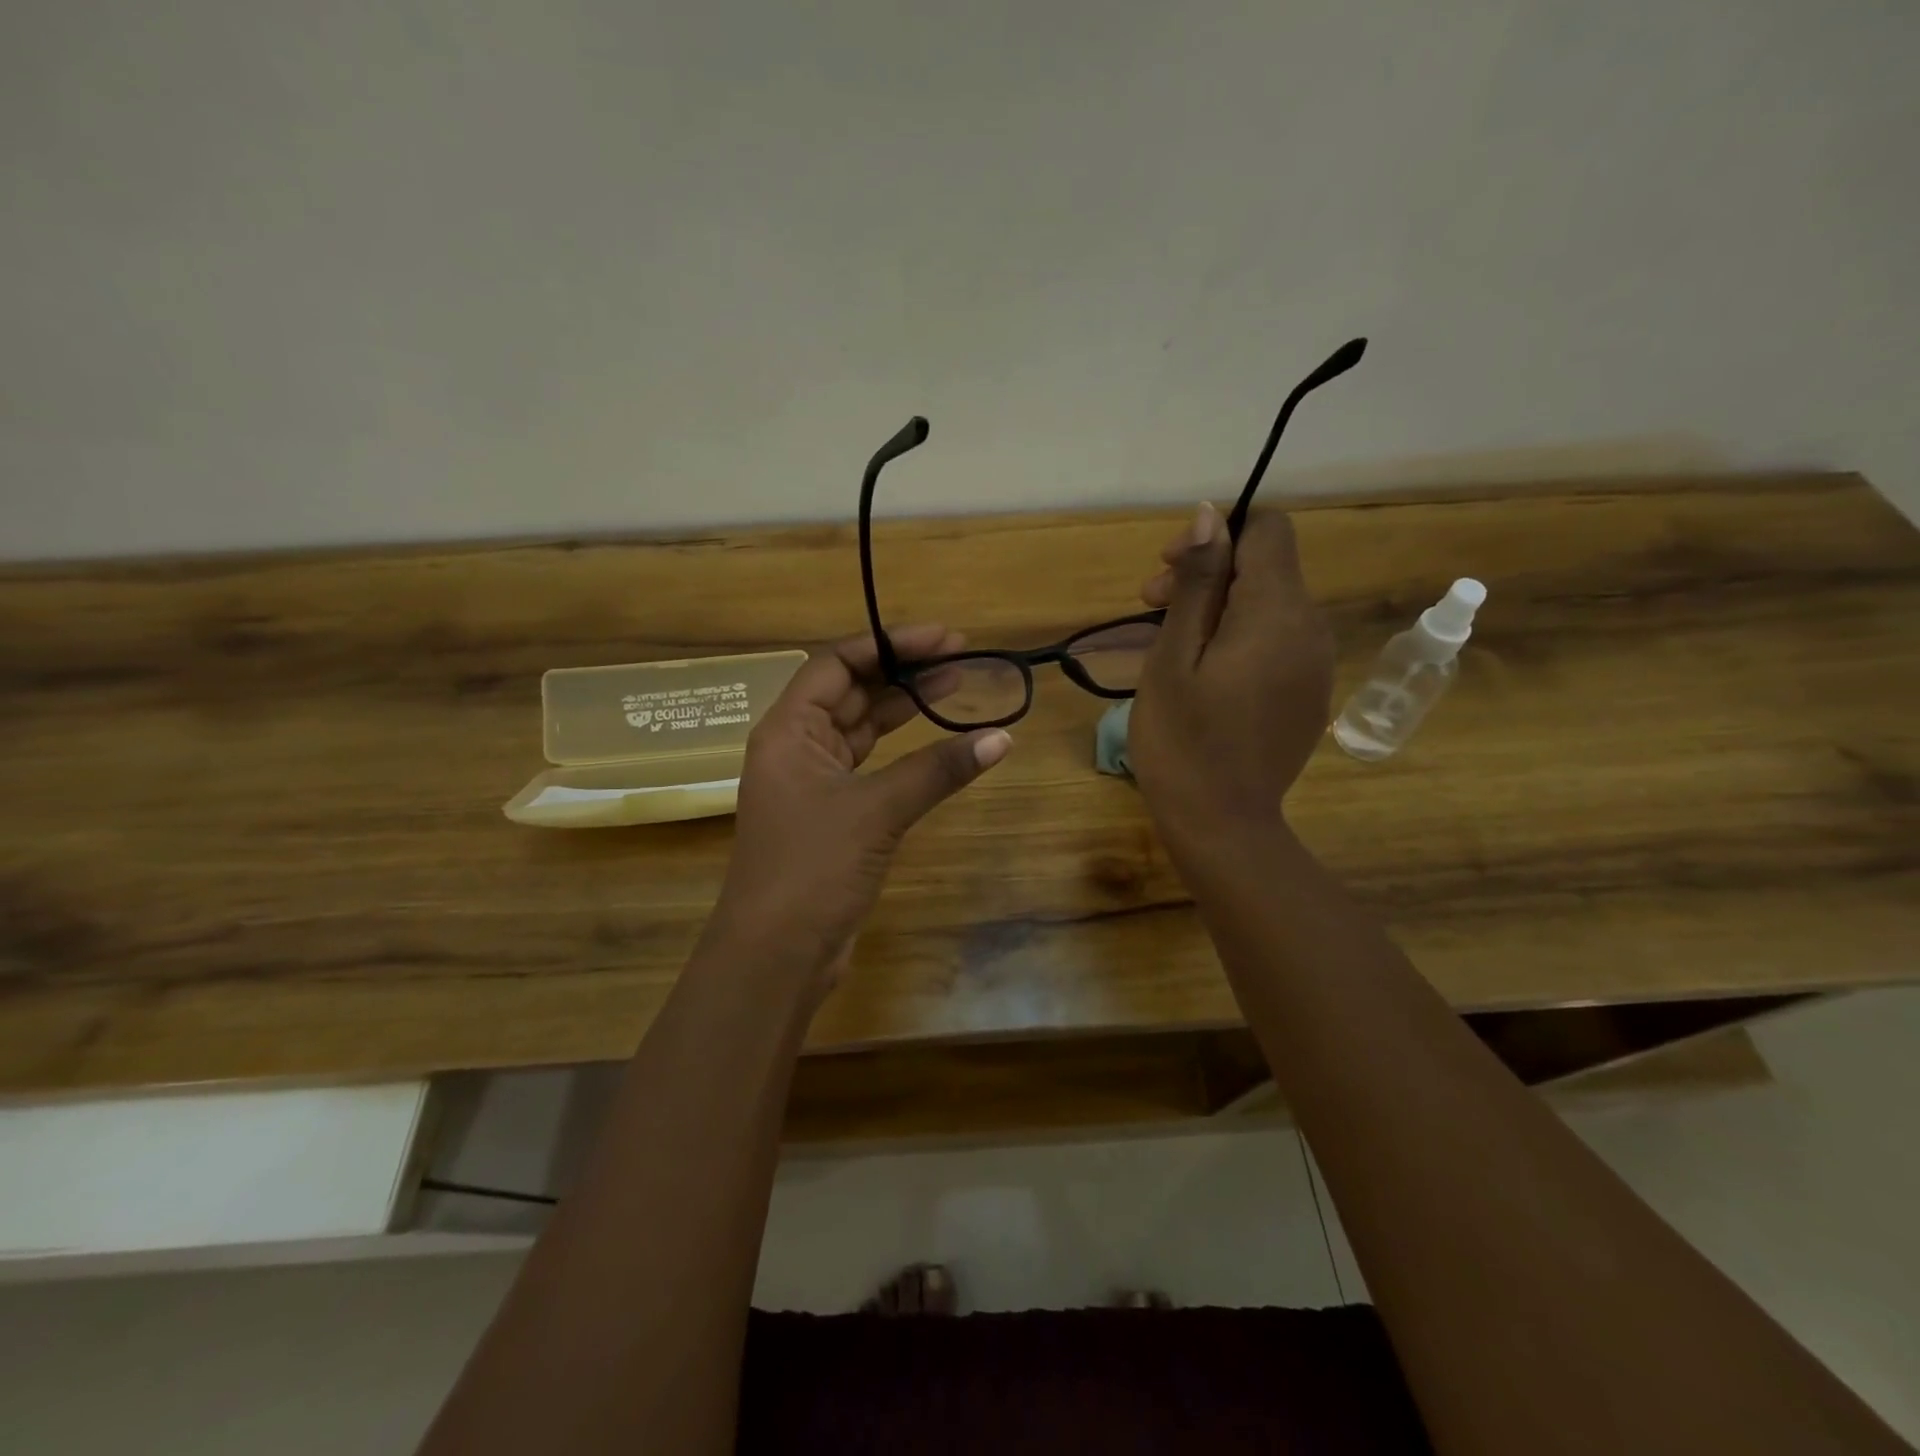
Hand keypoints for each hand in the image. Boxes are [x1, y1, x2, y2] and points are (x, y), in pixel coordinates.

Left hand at [707, 625, 1011, 988]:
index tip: (943, 638)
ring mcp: (814, 783)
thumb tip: (1001, 738)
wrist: (776, 954)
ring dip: (905, 708)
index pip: (837, 664)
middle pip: (852, 692)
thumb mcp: (877, 810)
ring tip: (956, 686)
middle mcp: (796, 747)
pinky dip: (904, 753)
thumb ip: (938, 770)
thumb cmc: (812, 868)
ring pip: (863, 730)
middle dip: (904, 672)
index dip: (889, 644)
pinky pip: (871, 767)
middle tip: (961, 657)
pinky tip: (939, 744)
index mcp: (787, 730)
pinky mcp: (833, 815)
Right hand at [1129, 502, 1333, 848]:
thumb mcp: (1173, 656)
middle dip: (1210, 572)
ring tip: (1169, 644)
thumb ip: (1197, 583)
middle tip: (1148, 605)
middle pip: (1267, 567)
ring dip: (1220, 607)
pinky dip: (1240, 638)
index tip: (1168, 570)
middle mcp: (1310, 628)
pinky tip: (1203, 675)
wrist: (1222, 824)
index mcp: (1277, 613)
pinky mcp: (1310, 692)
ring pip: (1270, 604)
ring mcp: (1316, 664)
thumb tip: (1210, 515)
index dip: (1217, 534)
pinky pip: (1278, 641)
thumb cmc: (1183, 739)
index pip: (1267, 530)